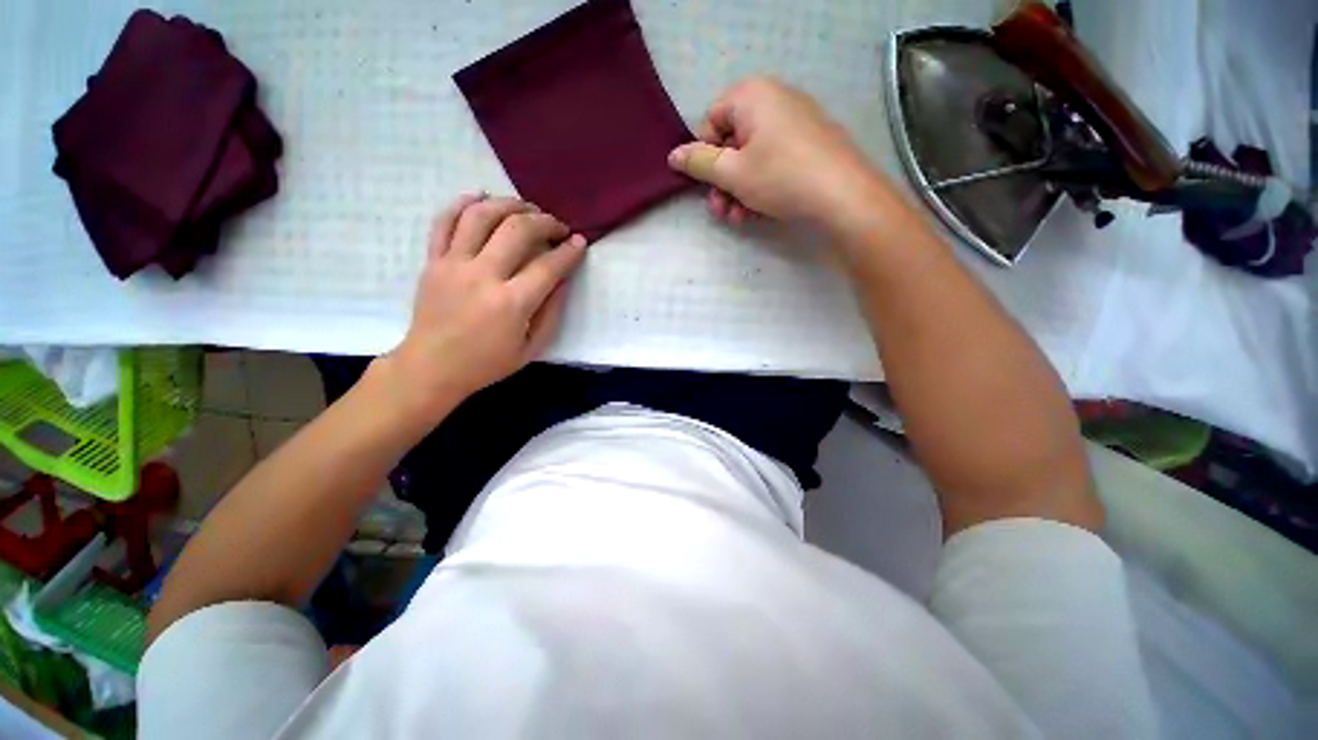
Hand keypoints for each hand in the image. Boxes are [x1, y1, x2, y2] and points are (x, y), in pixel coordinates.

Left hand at [382, 194, 586, 419]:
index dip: (569, 251)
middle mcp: (483, 276)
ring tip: (526, 209)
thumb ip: (551, 312)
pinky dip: (463, 203)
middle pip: (517, 230)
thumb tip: (563, 279)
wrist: (431, 367)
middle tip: (557, 227)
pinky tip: (481, 197)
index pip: (548, 266)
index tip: (580, 242)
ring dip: (509, 204)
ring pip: (481, 215)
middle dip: (545, 221)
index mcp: (511, 304)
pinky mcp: (433, 261)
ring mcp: (453, 264)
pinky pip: (444, 221)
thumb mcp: (532, 348)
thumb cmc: (487, 363)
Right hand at [667, 77, 892, 233]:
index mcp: (752, 96)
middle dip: (721, 182)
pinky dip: (760, 189)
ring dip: (738, 193)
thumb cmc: (780, 177)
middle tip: (719, 210)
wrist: (842, 196)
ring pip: (751, 160)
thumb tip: (673, 155)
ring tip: (737, 219)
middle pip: (732, 144)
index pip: (711, 121)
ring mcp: (794, 125)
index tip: (706, 184)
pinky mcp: (808, 148)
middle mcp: (774, 101)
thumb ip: (699, 163)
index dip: (704, 155)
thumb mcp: (732, 173)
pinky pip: (773, 165)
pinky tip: (756, 215)